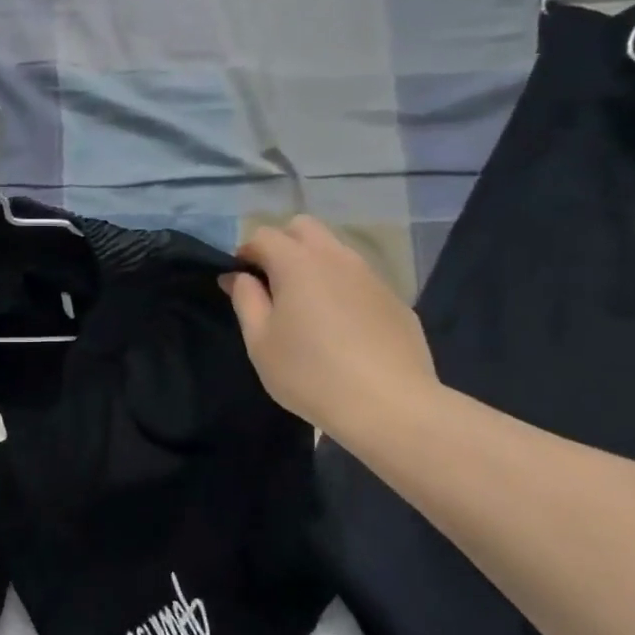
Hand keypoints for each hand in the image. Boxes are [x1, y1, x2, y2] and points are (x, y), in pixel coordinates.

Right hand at [223, 216, 437, 439]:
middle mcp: (336, 258)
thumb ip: (246, 300)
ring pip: (336, 251)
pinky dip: (342, 289)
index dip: (246, 253)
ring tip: (308, 307)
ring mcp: (371, 277)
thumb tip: (239, 276)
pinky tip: (342, 329)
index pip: (264, 235)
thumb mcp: (260, 341)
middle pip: (304, 227)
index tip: (241, 283)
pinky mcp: (395, 300)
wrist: (390, 406)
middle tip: (274, 284)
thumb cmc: (310, 373)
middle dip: (283, 244)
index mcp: (298, 263)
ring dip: (315, 265)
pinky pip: (360, 280)